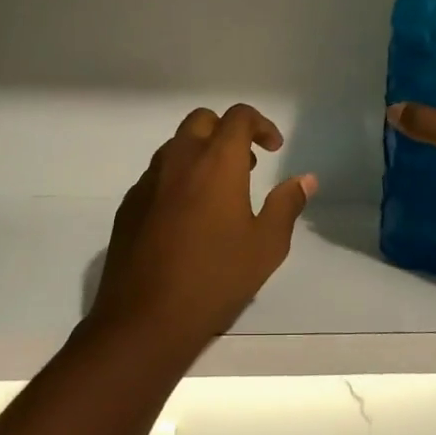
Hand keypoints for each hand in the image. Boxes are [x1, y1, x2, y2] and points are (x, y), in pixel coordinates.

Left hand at [90, 104, 316, 357]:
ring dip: (200, 154)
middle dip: (227, 131)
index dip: (261, 124)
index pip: (238, 117)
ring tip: (219, 192)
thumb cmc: (215, 278)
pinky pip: (157, 175)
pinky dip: (177, 179)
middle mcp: (179, 159)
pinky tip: (187, 218)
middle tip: (246, 164)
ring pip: (176, 146)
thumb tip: (305, 179)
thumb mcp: (266, 245)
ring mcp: (149, 181)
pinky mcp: (129, 204)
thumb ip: (286, 205)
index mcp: (216, 162)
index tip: (274, 149)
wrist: (145, 317)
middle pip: (202, 120)